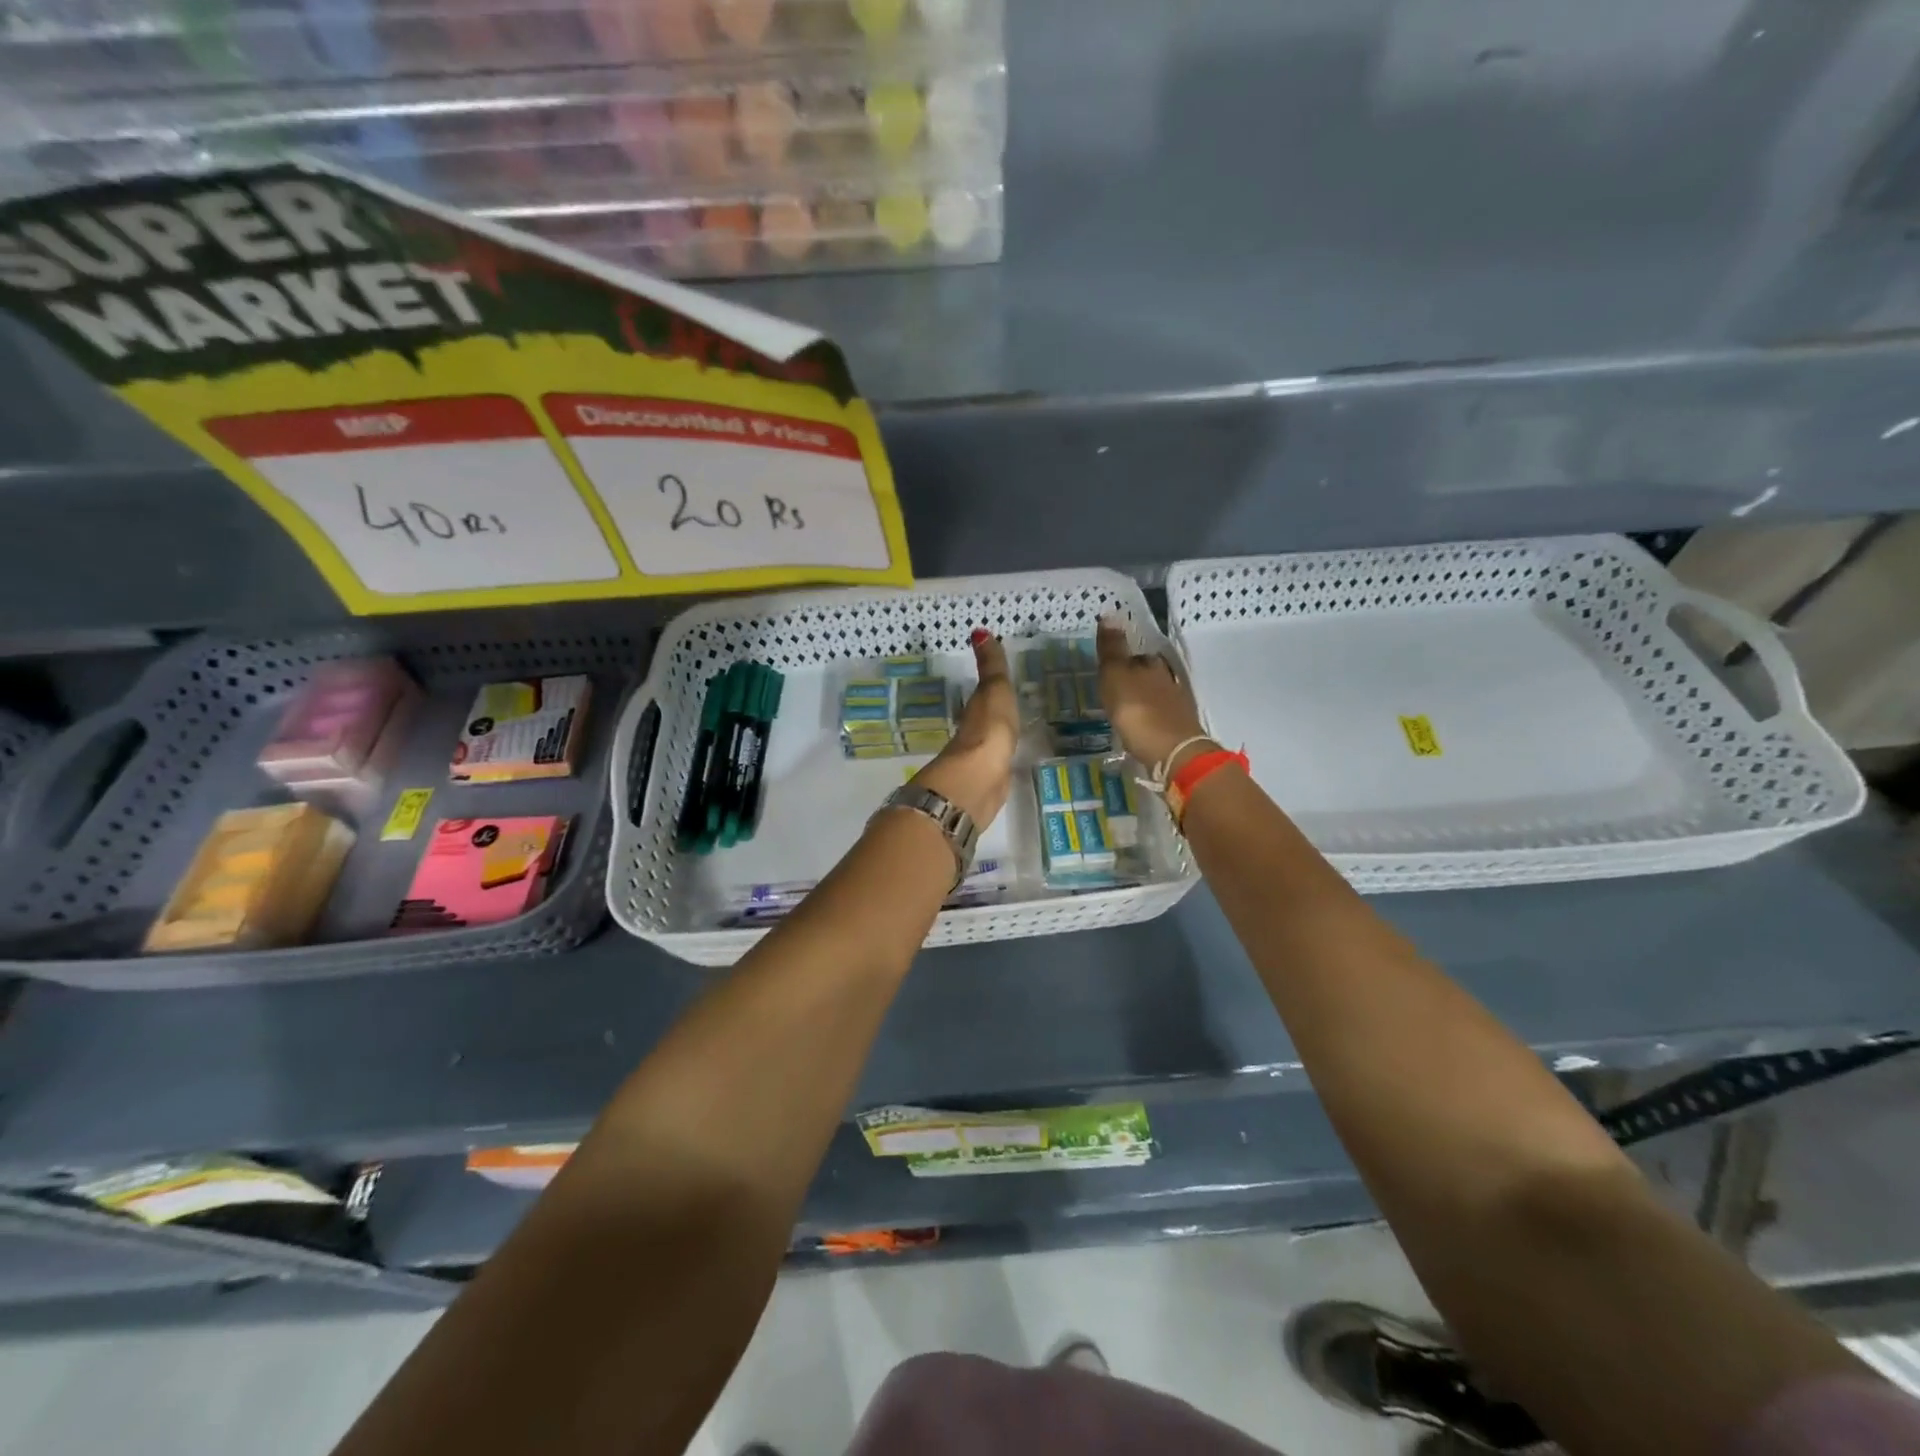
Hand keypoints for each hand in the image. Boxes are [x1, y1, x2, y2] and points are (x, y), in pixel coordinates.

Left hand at [915, 629, 1018, 825]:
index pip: (983, 694)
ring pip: (990, 742)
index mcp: (975, 709)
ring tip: (1016, 732)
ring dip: (998, 737)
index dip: (990, 686)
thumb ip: (991, 666)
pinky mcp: (991, 782)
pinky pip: (999, 764)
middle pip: (985, 719)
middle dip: (994, 713)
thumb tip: (979, 631)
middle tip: (1012, 704)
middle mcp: (974, 733)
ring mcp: (981, 759)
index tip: (1000, 681)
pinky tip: (1012, 761)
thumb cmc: (988, 728)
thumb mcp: (994, 690)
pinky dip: (1003, 759)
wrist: (979, 778)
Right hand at [1096, 616, 1210, 770]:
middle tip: (1116, 694)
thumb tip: (1110, 613)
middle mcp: (1169, 679)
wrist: (1172, 751)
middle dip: (1135, 682)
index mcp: (1152, 664)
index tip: (1109, 674)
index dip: (1123, 663)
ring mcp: (1178, 704)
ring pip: (1157, 695)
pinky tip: (1143, 728)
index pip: (1136, 657)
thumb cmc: (1137, 711)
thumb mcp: (1116, 676)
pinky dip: (1152, 718)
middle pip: (1149, 675)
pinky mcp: (1181, 728)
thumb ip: (1112, 648)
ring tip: (1127, 712)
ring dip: (1144, 700)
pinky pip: (1162, 716)